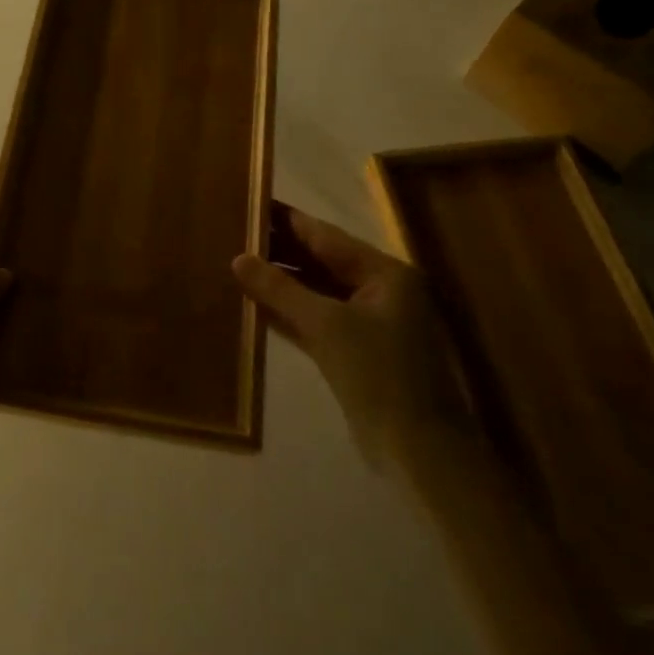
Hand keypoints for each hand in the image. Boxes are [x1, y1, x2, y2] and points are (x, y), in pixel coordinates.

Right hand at [233, 207, 471, 469]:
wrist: (419, 451)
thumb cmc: (379, 375)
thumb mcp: (327, 325)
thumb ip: (280, 289)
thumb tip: (238, 258)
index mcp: (385, 273)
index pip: (326, 237)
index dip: (288, 221)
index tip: (252, 202)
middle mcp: (379, 291)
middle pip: (322, 261)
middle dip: (281, 250)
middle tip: (234, 233)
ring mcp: (369, 323)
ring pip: (317, 292)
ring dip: (281, 282)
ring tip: (237, 263)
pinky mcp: (356, 352)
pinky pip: (316, 320)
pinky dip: (290, 312)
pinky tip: (255, 304)